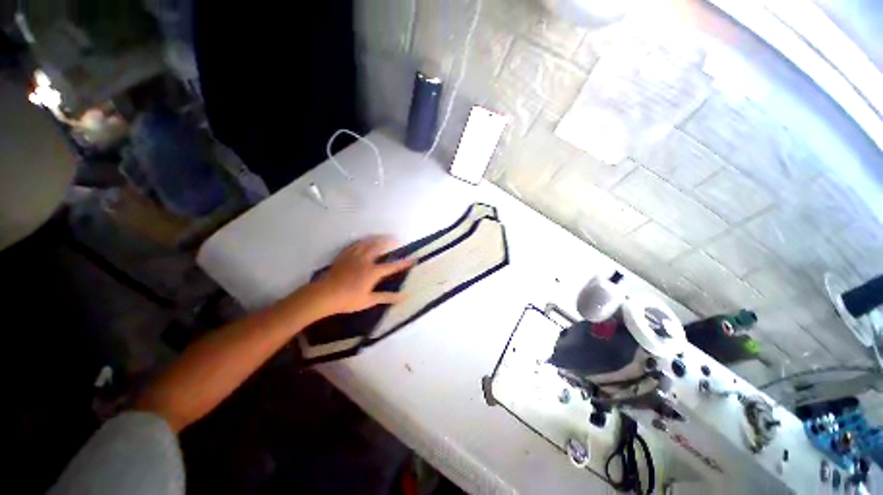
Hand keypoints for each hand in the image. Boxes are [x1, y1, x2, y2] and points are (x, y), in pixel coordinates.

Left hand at [312, 236, 415, 314]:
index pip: (392, 266)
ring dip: (376, 238)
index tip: (413, 258)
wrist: (324, 295)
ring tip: (382, 236)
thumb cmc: (348, 300)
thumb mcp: (369, 300)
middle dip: (389, 241)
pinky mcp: (343, 256)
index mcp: (373, 272)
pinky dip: (361, 241)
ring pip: (366, 243)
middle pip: (379, 247)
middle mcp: (365, 260)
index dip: (404, 262)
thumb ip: (387, 297)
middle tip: (396, 238)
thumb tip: (403, 297)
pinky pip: (354, 244)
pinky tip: (362, 240)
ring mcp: (353, 256)